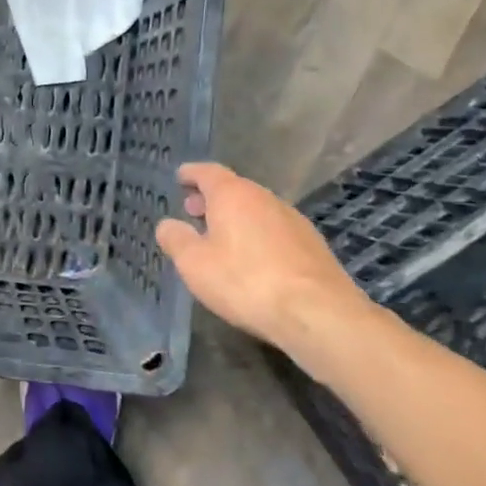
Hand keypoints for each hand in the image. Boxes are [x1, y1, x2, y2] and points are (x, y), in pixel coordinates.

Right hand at [155, 161, 375, 377]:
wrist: (317, 313)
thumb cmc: (245, 282)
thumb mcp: (194, 264)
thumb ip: (176, 239)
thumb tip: (167, 224)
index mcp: (234, 195)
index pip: (208, 172)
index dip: (191, 174)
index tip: (180, 177)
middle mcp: (265, 198)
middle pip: (234, 189)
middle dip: (211, 198)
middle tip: (193, 211)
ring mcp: (293, 220)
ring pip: (256, 210)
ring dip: (235, 218)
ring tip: (219, 238)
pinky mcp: (311, 245)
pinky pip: (274, 230)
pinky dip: (256, 235)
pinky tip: (251, 259)